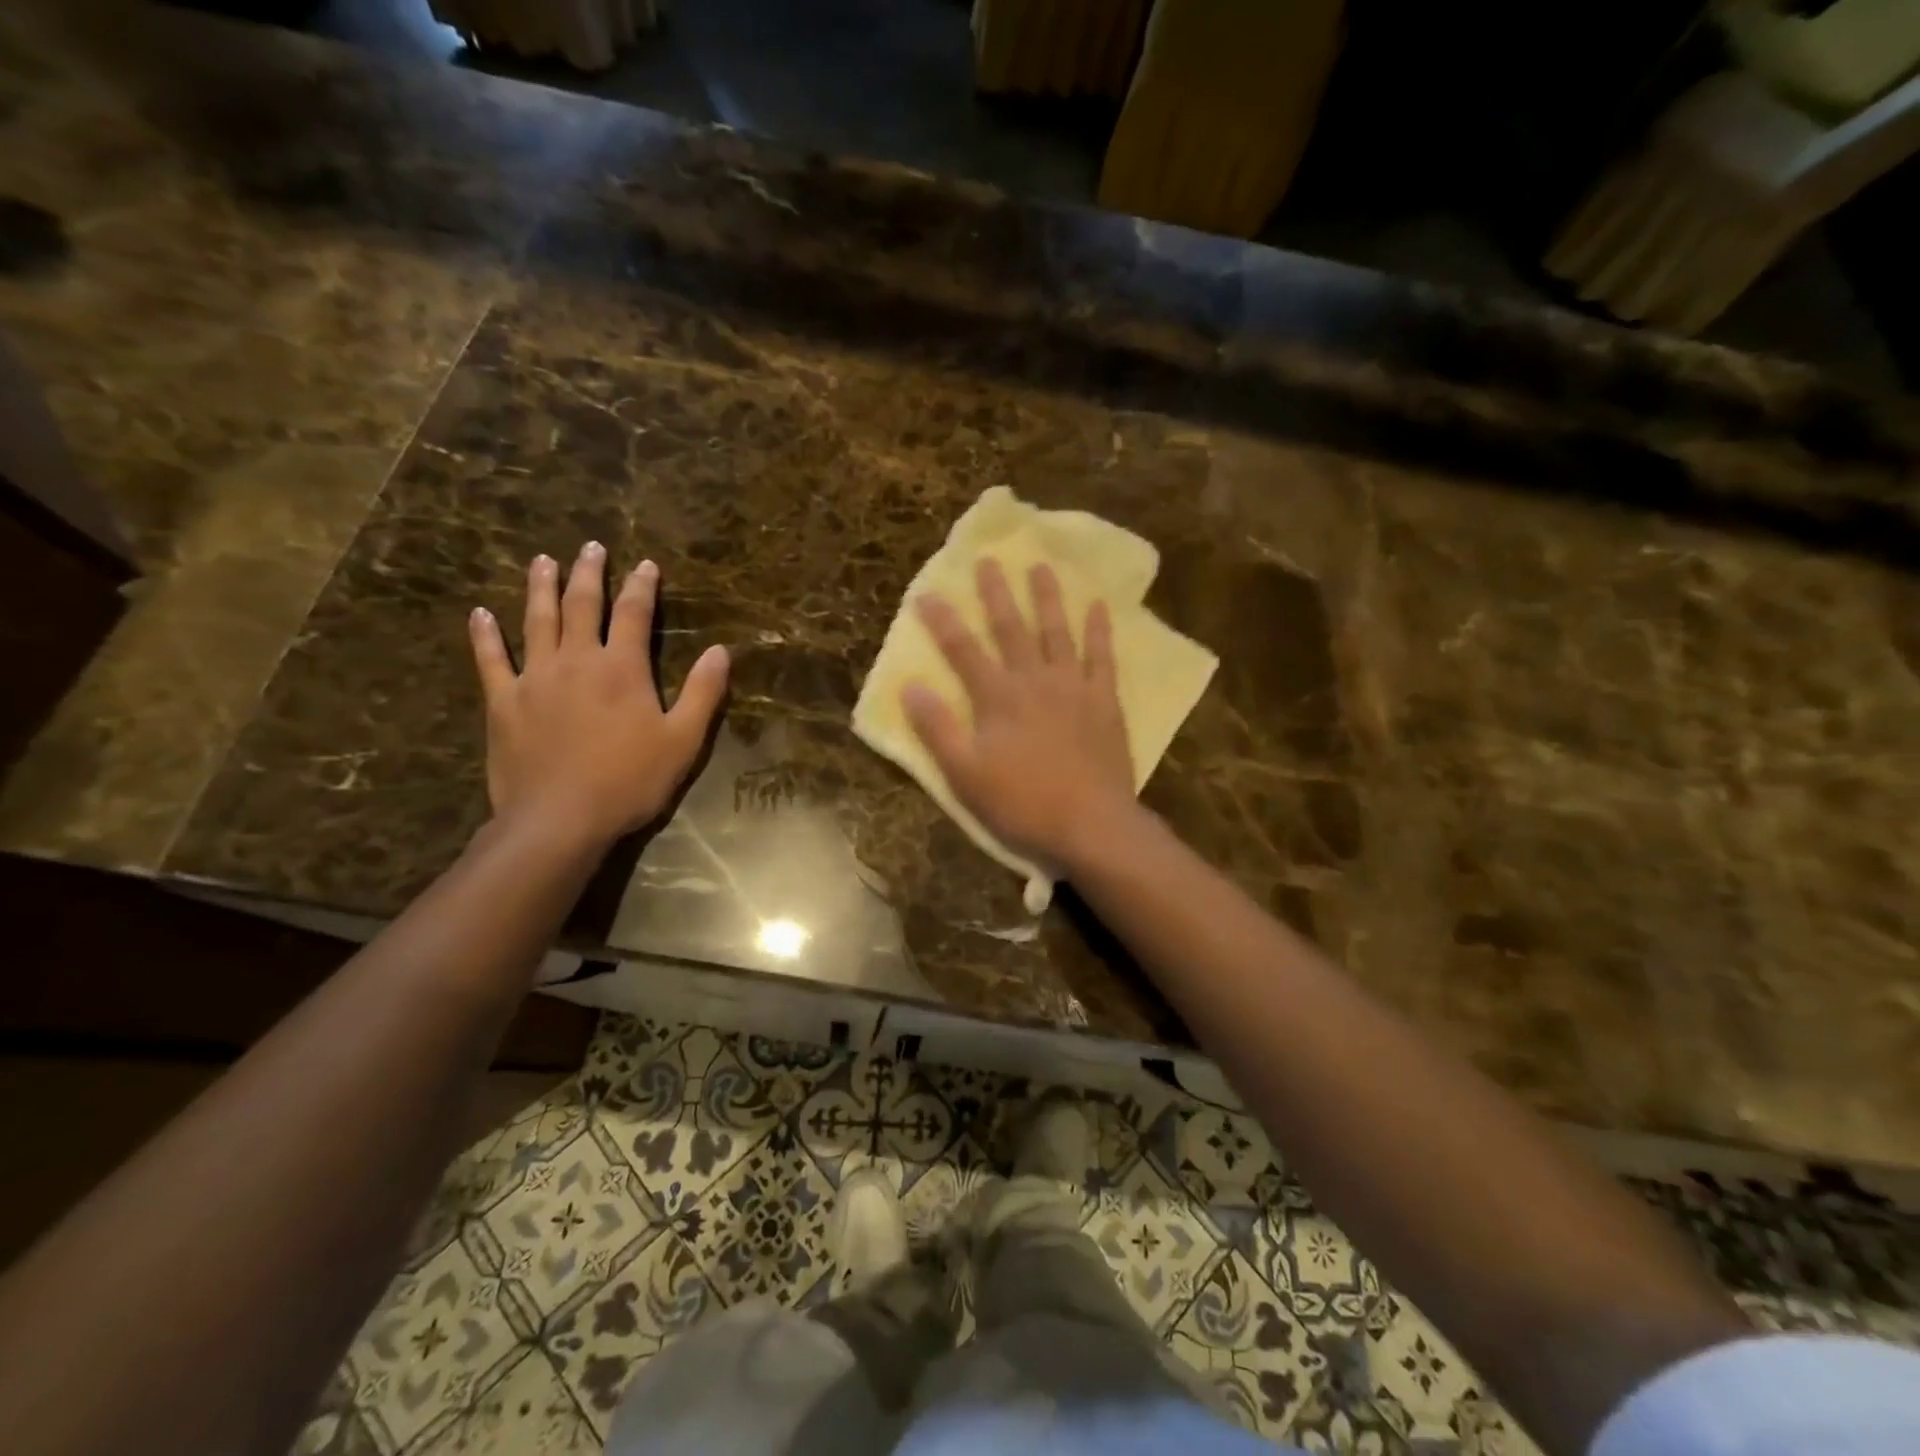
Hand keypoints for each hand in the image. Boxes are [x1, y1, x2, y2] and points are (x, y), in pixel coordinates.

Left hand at [469, 543, 728, 849]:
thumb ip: (703, 692)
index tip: (646, 564)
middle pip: (581, 605)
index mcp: (621, 668)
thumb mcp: (683, 740)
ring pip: (536, 621)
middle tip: (590, 546)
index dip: (642, 586)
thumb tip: (720, 651)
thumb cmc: (630, 780)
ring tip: (542, 561)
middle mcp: (576, 660)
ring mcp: (534, 678)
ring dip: (540, 588)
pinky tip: (480, 615)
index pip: (633, 613)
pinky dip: (484, 635)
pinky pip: (490, 660)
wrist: (560, 818)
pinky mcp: (503, 702)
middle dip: (589, 573)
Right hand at [903, 558, 1134, 876]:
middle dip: (996, 594)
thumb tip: (910, 686)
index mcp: (997, 697)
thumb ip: (937, 728)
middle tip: (988, 559)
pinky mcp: (1105, 701)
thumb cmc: (1021, 802)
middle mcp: (1034, 680)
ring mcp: (1074, 687)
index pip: (962, 650)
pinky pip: (1102, 657)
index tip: (926, 593)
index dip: (942, 621)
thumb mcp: (964, 774)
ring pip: (1057, 632)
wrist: (1090, 824)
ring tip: (1041, 566)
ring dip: (1047, 598)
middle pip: (1011, 628)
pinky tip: (1098, 606)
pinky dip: (1100, 630)